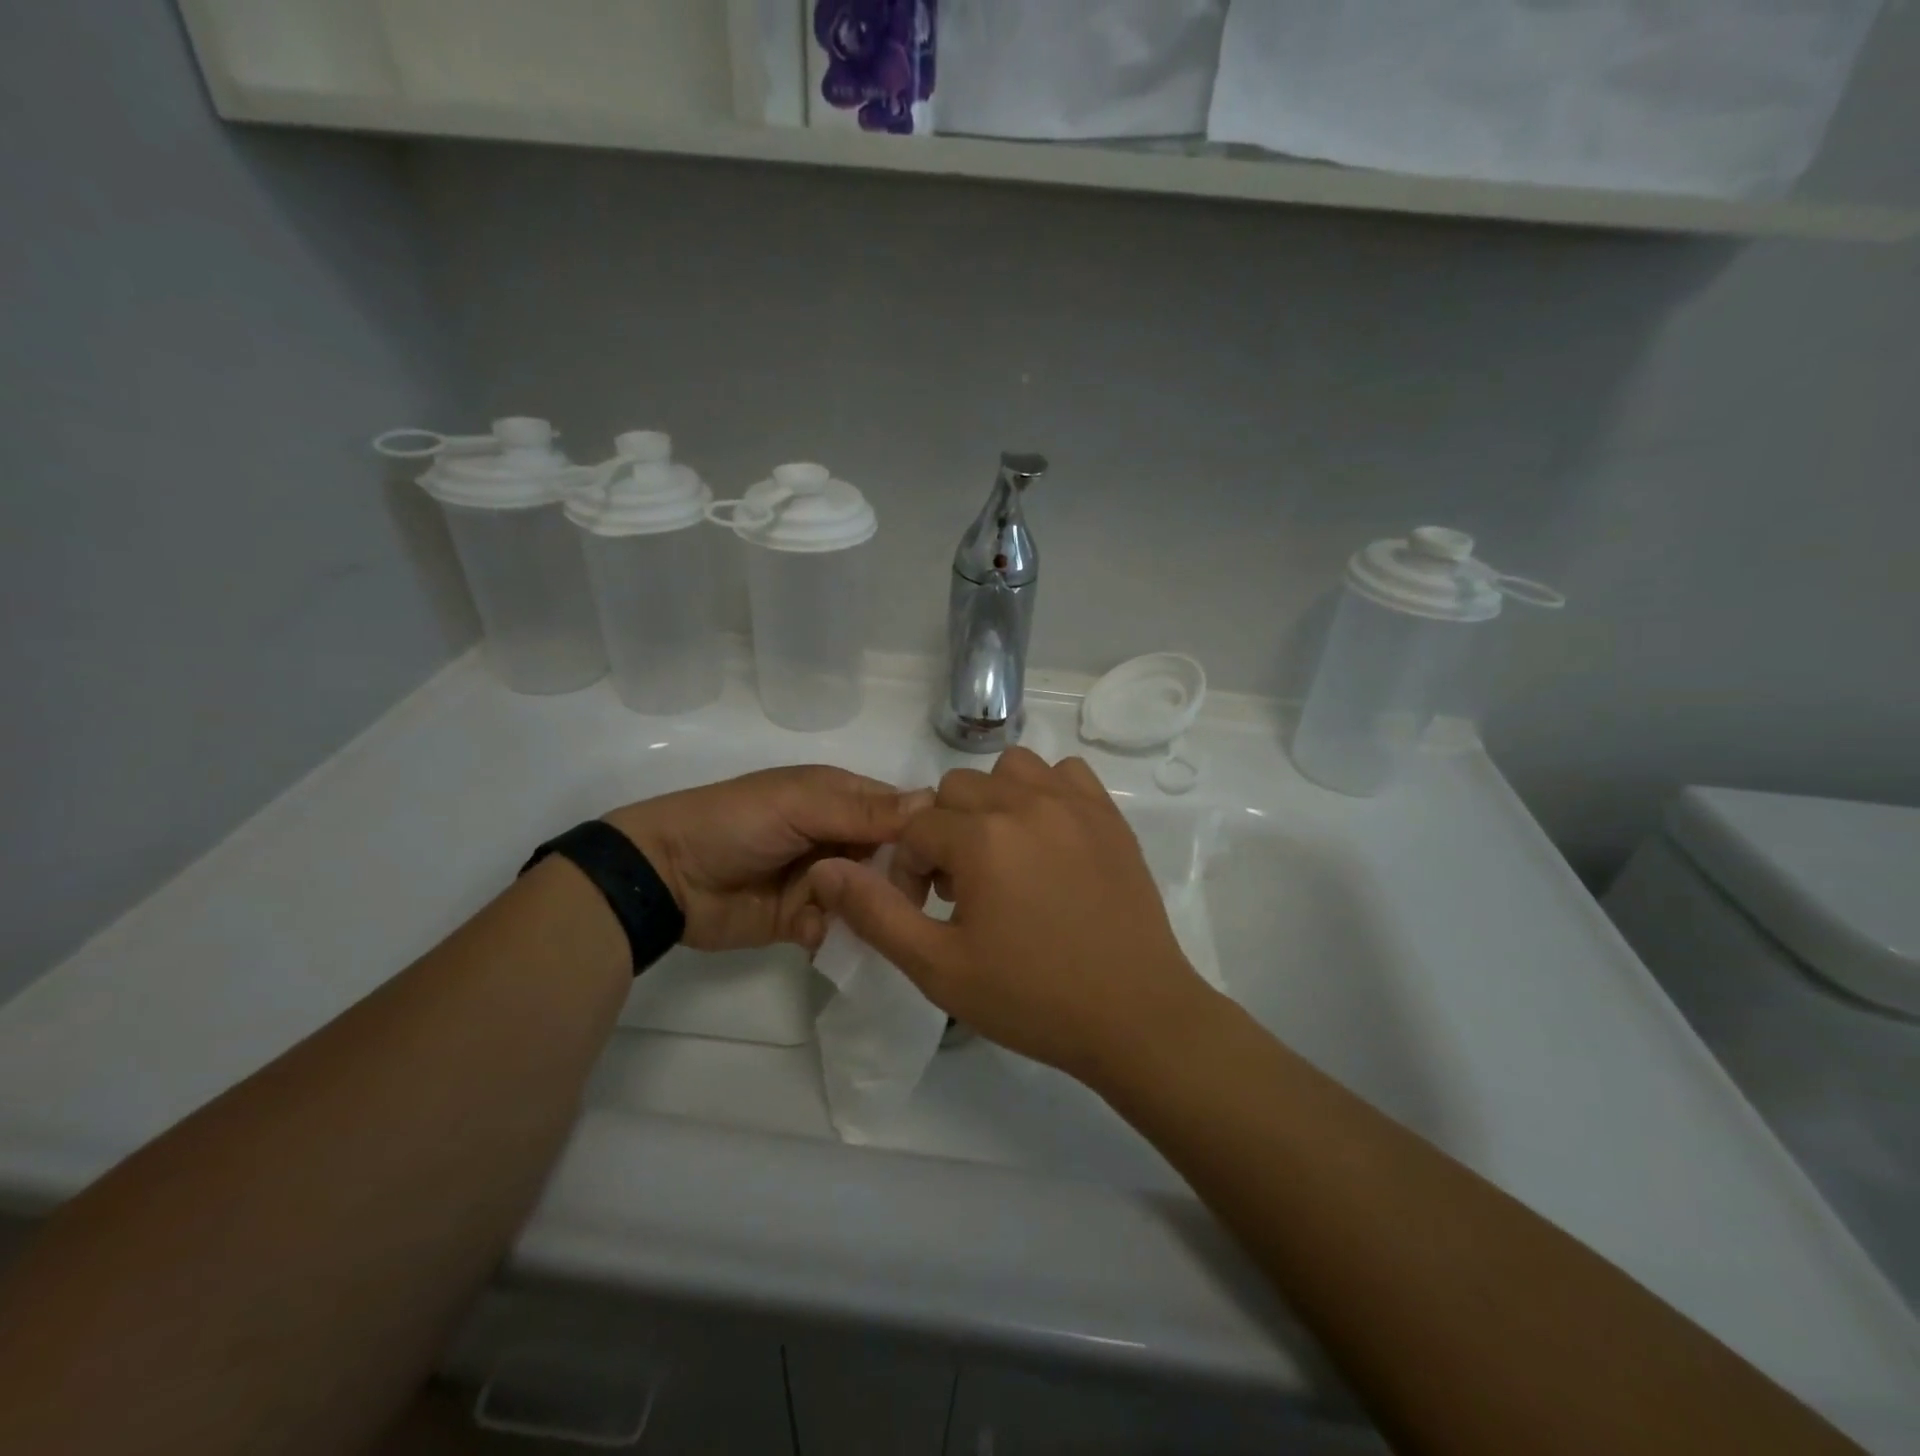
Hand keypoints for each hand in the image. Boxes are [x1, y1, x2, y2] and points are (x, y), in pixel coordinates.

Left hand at [604, 766, 922, 953]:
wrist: (666, 877)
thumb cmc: (736, 824)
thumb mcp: (799, 806)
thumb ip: (864, 811)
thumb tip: (934, 802)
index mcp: (842, 799)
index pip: (902, 812)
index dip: (924, 834)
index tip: (944, 861)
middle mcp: (840, 837)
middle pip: (893, 860)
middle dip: (896, 880)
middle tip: (893, 899)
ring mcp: (823, 880)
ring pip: (870, 898)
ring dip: (864, 909)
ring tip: (849, 917)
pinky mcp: (805, 920)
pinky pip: (838, 928)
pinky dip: (831, 932)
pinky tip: (809, 931)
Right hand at [806, 748, 1217, 1084]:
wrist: (1135, 1016)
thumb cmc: (1032, 998)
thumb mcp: (938, 968)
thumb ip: (875, 913)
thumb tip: (824, 869)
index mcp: (982, 838)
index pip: (915, 828)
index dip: (910, 870)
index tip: (930, 911)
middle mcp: (1026, 802)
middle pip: (956, 790)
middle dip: (945, 834)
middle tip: (965, 890)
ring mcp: (1074, 803)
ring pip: (1009, 769)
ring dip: (992, 803)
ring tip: (1004, 857)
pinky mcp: (1109, 814)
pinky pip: (1064, 774)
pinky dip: (1045, 792)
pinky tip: (1048, 839)